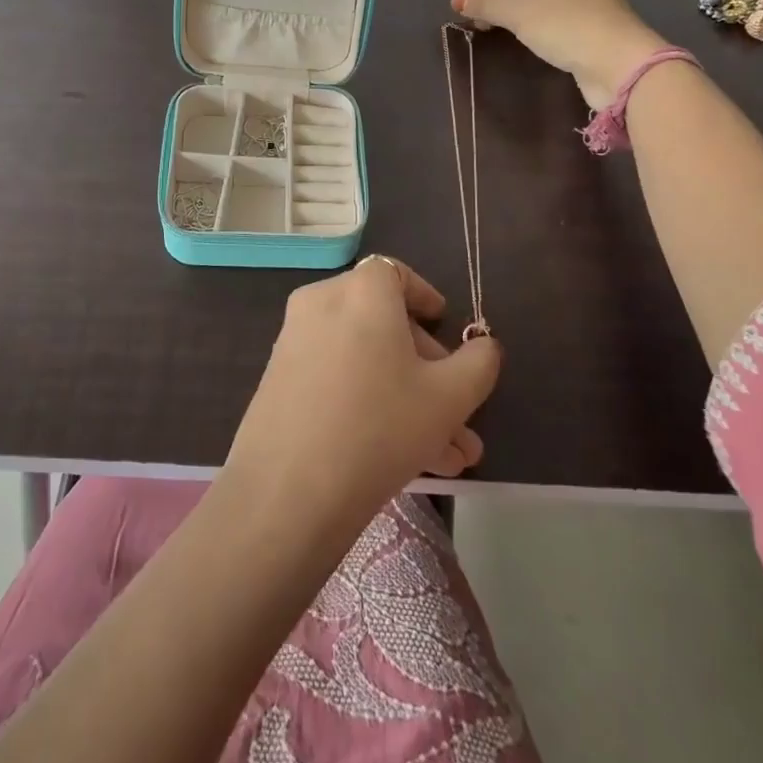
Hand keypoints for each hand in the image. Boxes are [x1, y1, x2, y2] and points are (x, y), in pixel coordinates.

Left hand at [224, 256, 500, 544]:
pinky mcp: (279, 380)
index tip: (444, 328)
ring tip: (447, 460)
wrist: (288, 489)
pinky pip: (336, 379)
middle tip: (458, 418)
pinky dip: (369, 404)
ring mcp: (294, 342)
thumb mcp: (449, 397)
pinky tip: (405, 462)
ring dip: (407, 401)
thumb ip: (478, 363)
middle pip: (383, 323)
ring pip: (364, 361)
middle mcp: (321, 303)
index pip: (394, 273)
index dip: (423, 297)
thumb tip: (484, 346)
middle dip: (428, 372)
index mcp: (360, 291)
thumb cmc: (380, 426)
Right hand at [447, 0, 669, 107]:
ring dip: (499, 5)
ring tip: (474, 20)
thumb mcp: (521, 12)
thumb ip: (487, 2)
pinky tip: (501, 30)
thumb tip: (460, 0)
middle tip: (459, 4)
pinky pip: (538, 14)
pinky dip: (516, 19)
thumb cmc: (568, 27)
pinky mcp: (580, 27)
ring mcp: (578, 2)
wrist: (620, 66)